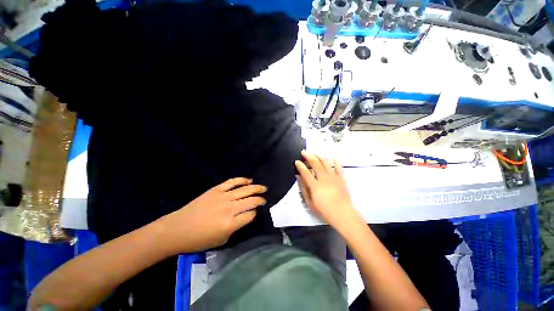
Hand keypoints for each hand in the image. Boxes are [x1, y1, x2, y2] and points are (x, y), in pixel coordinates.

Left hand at [159, 178, 265, 253]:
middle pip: (251, 201)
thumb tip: (244, 216)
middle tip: (264, 198)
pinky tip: (248, 180)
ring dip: (256, 188)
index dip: (255, 213)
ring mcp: (223, 197)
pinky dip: (241, 180)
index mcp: (231, 223)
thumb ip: (235, 227)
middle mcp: (230, 208)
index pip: (250, 214)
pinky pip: (232, 182)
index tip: (255, 212)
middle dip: (260, 199)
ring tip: (263, 188)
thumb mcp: (221, 240)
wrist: (178, 229)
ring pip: (245, 190)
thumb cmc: (199, 239)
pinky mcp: (216, 190)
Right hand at [295, 150, 363, 232]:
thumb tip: (298, 177)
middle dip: (308, 156)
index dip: (300, 166)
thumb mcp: (309, 203)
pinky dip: (336, 161)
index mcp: (315, 185)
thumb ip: (303, 188)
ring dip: (319, 157)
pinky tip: (334, 156)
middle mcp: (324, 178)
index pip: (305, 172)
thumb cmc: (324, 211)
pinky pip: (338, 167)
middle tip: (304, 152)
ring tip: (315, 154)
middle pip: (315, 163)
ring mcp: (333, 177)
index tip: (297, 161)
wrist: (343, 215)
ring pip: (326, 163)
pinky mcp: (341, 178)